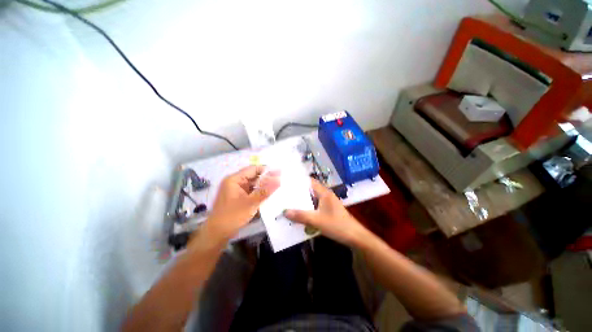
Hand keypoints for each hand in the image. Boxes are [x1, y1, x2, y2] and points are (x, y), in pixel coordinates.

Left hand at [201, 165, 279, 241]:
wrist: (216, 234)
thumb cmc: (232, 216)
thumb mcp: (250, 203)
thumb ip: (265, 191)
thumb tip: (278, 180)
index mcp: (234, 179)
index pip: (253, 169)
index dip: (266, 170)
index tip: (279, 173)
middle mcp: (235, 182)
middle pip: (253, 176)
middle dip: (266, 178)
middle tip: (280, 180)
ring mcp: (236, 190)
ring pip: (253, 184)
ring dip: (263, 186)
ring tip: (277, 187)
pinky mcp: (238, 198)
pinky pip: (251, 191)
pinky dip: (259, 192)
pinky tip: (268, 195)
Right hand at [284, 179, 368, 246]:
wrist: (354, 237)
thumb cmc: (337, 225)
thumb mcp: (317, 220)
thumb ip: (301, 216)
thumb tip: (284, 211)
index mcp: (324, 193)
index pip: (310, 181)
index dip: (299, 180)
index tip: (286, 182)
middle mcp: (325, 195)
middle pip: (309, 190)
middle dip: (297, 192)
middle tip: (284, 194)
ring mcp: (327, 203)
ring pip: (312, 199)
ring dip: (302, 202)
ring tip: (288, 204)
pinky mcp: (328, 211)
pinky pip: (315, 207)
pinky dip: (307, 209)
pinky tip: (299, 214)